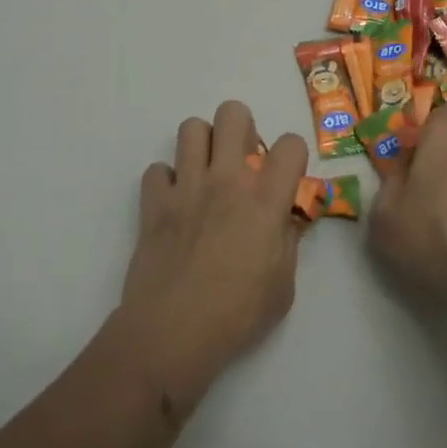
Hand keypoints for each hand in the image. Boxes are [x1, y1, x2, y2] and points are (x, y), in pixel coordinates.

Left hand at [115, 101, 308, 409]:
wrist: (172, 334)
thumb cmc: (237, 315)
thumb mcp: (283, 286)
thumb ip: (288, 242)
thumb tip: (286, 219)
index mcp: (265, 200)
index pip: (290, 144)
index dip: (292, 156)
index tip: (286, 178)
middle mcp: (226, 180)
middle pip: (233, 113)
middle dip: (242, 129)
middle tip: (242, 162)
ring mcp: (186, 187)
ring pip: (191, 128)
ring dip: (203, 146)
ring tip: (206, 174)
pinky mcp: (153, 203)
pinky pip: (157, 170)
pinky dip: (167, 182)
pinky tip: (174, 204)